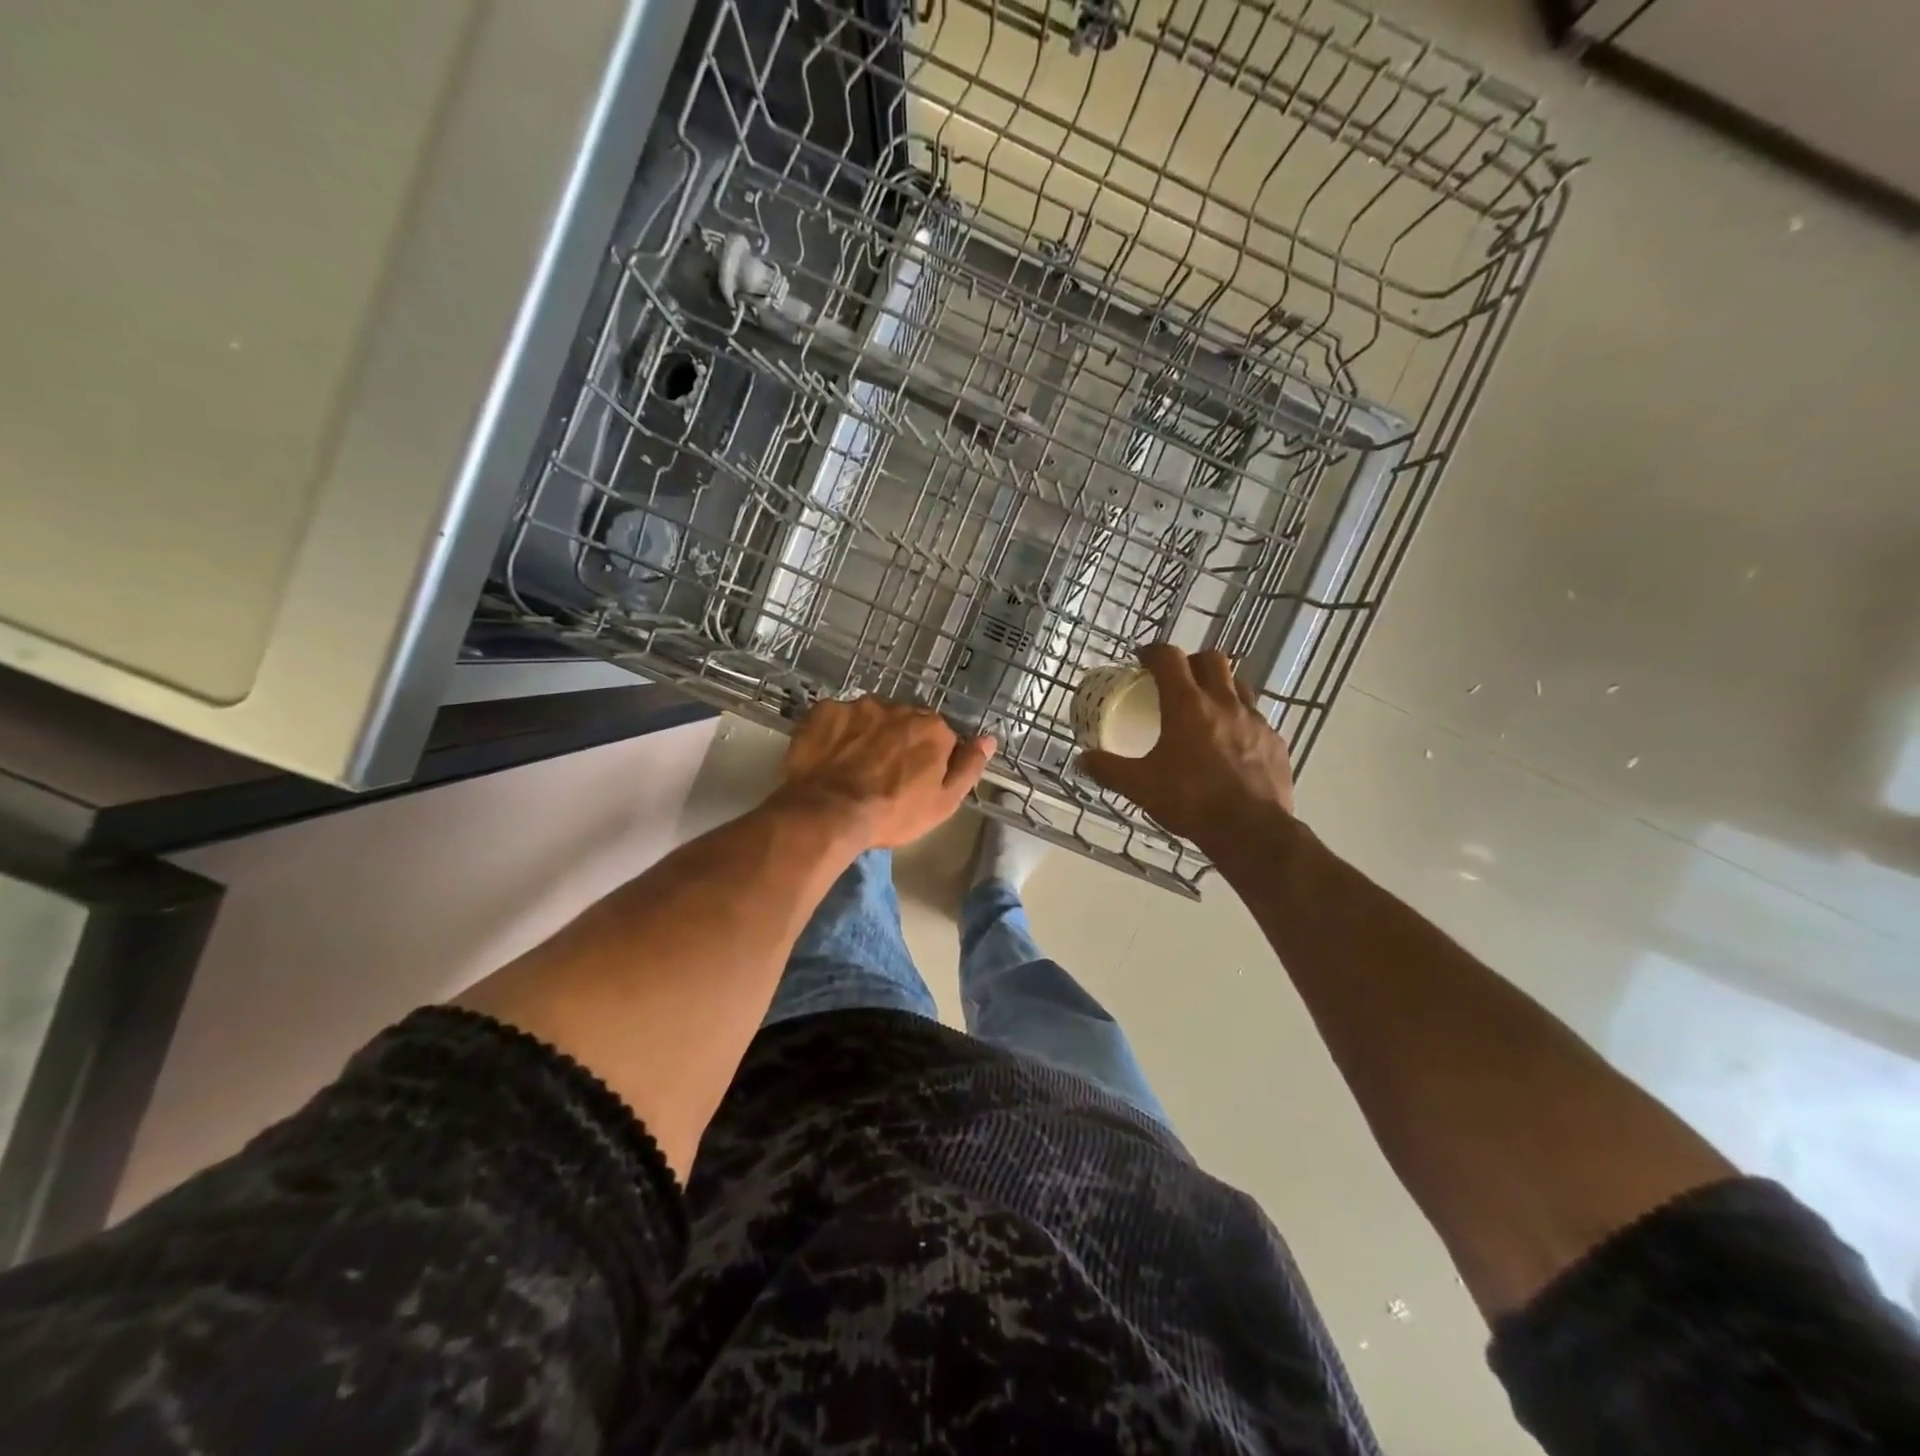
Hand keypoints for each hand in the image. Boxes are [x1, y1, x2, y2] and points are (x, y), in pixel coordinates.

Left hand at [777, 696, 995, 849]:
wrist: (829, 813)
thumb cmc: (893, 813)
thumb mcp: (944, 803)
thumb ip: (969, 767)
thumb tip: (988, 740)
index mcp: (933, 728)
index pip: (939, 736)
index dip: (927, 759)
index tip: (914, 780)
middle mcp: (899, 707)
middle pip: (904, 722)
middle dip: (897, 741)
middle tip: (882, 773)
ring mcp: (859, 706)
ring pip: (870, 716)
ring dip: (867, 734)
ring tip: (852, 765)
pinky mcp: (825, 710)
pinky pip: (836, 717)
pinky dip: (835, 732)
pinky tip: (829, 756)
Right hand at [1078, 645, 1294, 845]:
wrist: (1250, 830)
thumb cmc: (1190, 800)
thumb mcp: (1139, 786)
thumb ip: (1108, 769)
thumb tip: (1081, 759)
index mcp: (1187, 705)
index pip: (1169, 658)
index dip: (1154, 652)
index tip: (1143, 659)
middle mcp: (1224, 703)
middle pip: (1211, 659)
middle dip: (1191, 662)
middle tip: (1176, 680)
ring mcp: (1255, 721)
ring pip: (1238, 686)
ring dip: (1220, 688)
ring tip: (1206, 709)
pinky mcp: (1275, 742)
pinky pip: (1257, 720)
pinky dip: (1241, 721)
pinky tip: (1232, 745)